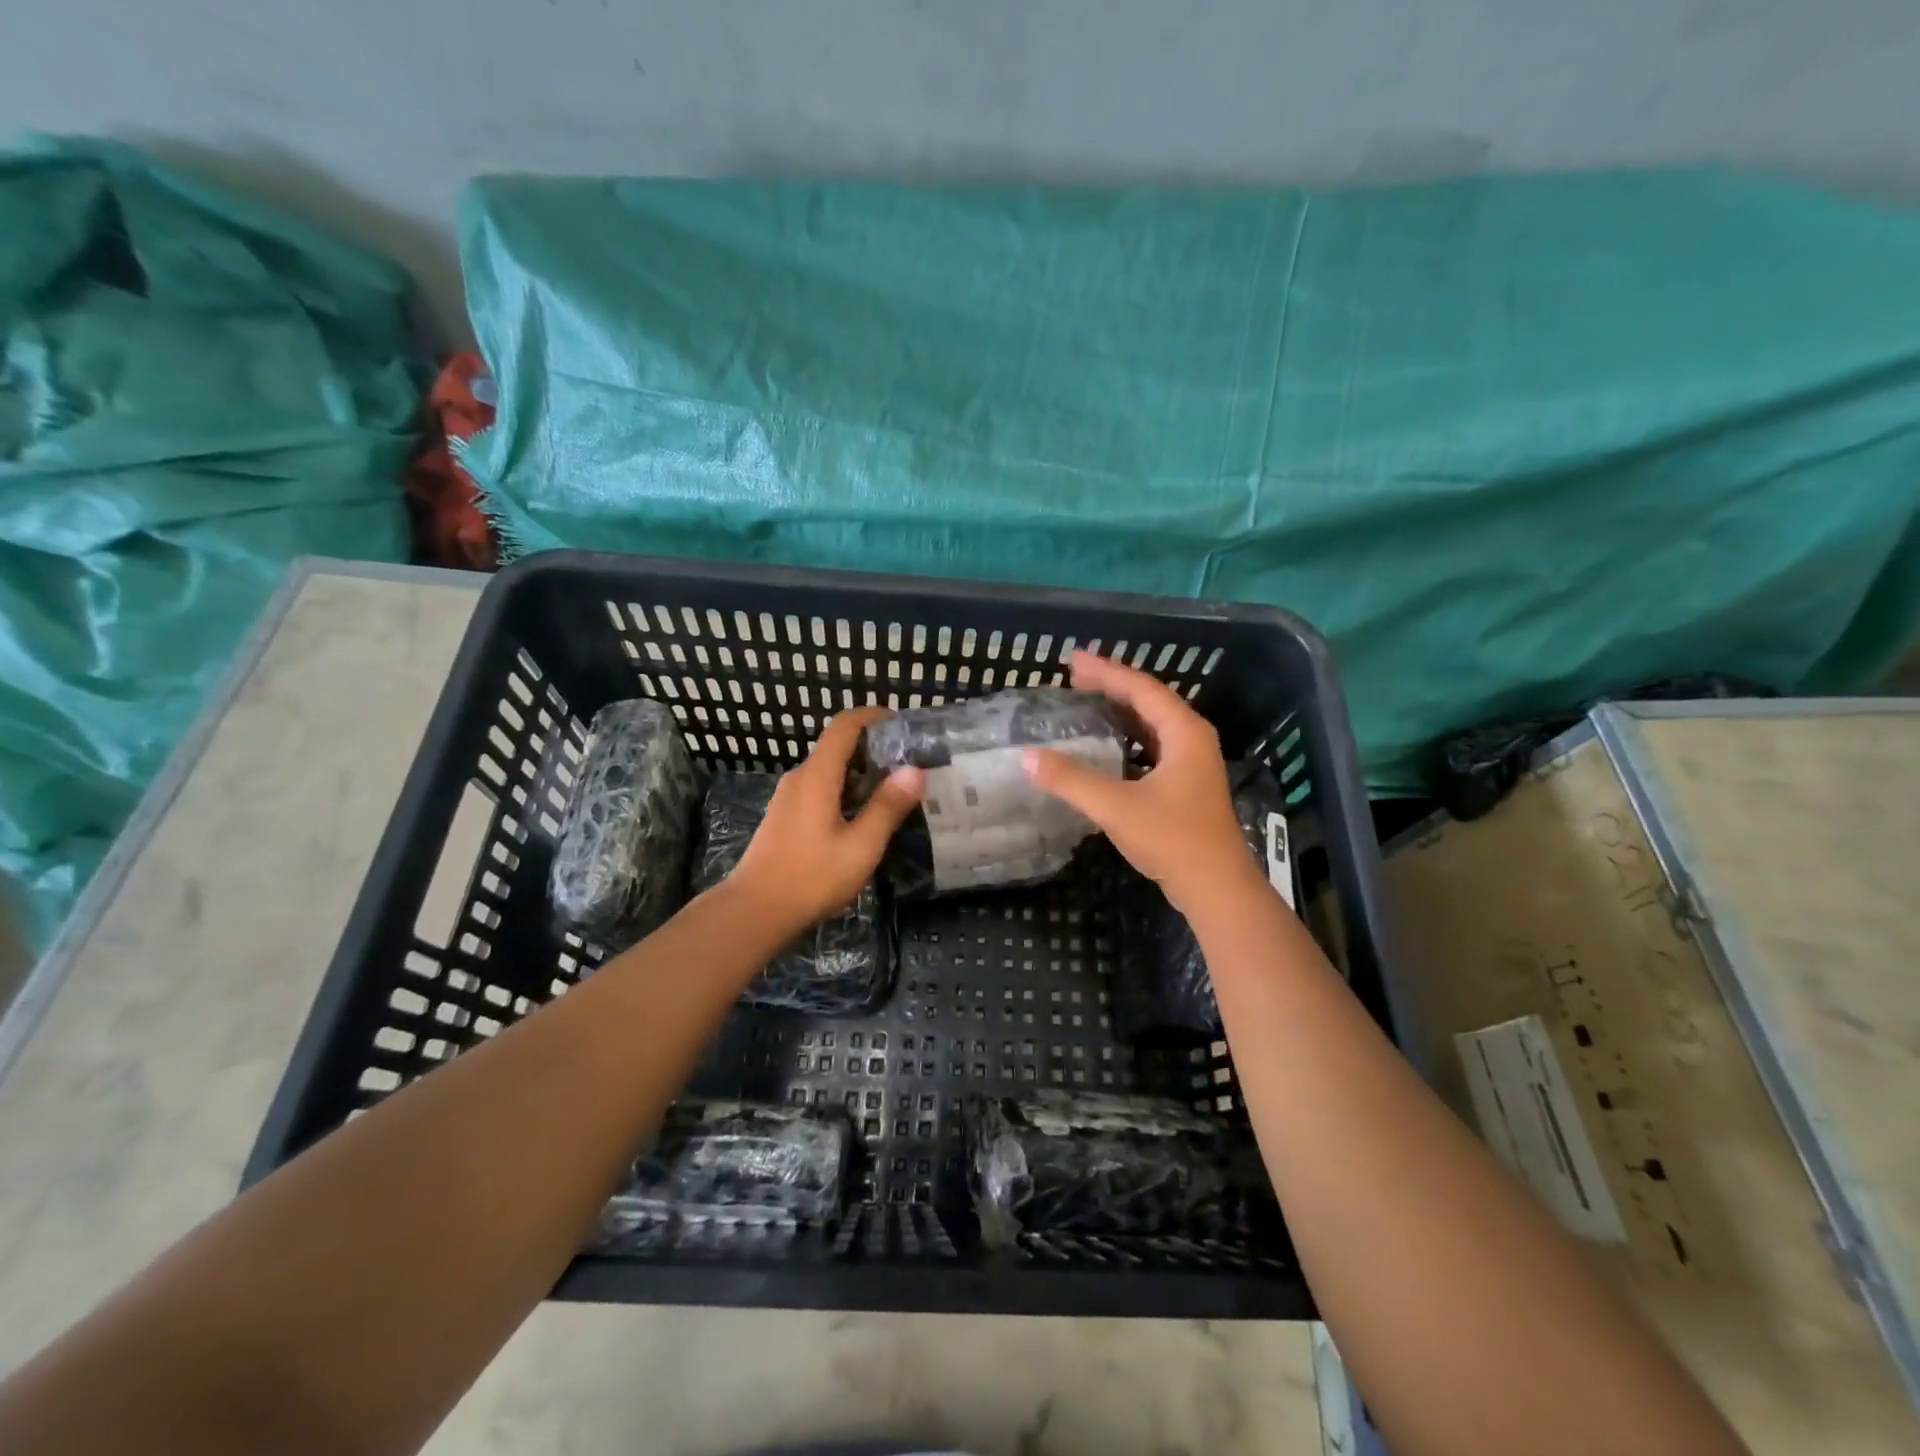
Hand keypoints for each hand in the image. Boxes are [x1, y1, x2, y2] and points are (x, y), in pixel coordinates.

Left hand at [727, 707, 923, 932]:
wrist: (755, 910)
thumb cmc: (811, 876)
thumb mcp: (861, 845)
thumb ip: (887, 806)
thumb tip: (914, 770)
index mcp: (818, 776)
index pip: (844, 726)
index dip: (872, 716)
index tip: (901, 723)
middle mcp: (800, 778)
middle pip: (837, 746)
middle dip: (872, 748)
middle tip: (908, 765)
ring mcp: (788, 797)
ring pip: (829, 770)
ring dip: (860, 773)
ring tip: (892, 792)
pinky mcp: (785, 817)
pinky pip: (819, 789)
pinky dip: (845, 790)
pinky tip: (862, 817)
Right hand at [1022, 651, 1261, 918]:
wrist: (1217, 889)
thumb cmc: (1172, 840)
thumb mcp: (1116, 807)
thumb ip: (1071, 780)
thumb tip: (1028, 757)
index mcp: (1184, 733)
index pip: (1141, 689)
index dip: (1106, 671)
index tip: (1071, 660)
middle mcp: (1192, 740)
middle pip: (1148, 701)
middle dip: (1111, 686)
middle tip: (1073, 677)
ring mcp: (1192, 764)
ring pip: (1152, 725)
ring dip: (1120, 712)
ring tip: (1086, 702)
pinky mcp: (1186, 785)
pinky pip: (1152, 747)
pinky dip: (1127, 738)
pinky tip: (1106, 747)